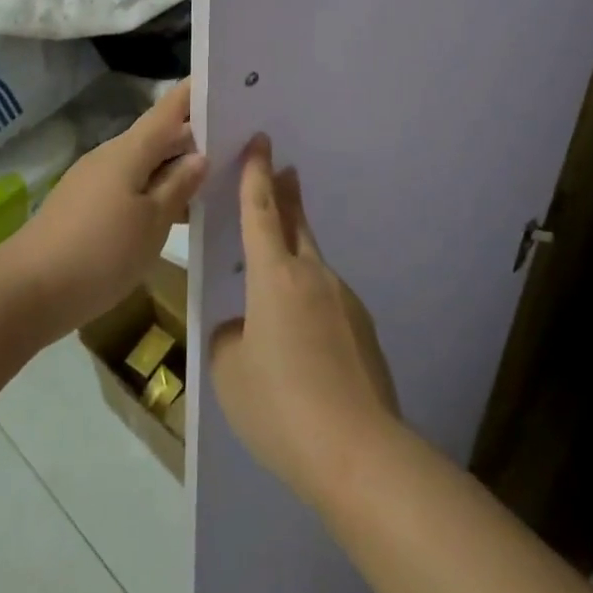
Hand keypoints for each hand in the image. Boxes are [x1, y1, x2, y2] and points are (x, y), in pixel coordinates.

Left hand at [5, 79, 206, 337]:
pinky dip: (155, 190)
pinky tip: (174, 213)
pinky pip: (129, 185)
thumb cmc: (99, 253)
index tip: (225, 81)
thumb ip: (178, 186)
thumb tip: (200, 155)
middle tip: (236, 142)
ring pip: (145, 164)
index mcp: (130, 150)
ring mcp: (94, 179)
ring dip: (175, 169)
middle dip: (195, 137)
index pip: (169, 108)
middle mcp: (111, 155)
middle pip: (159, 136)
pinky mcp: (84, 205)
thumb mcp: (152, 223)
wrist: (25, 292)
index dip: (195, 93)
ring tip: (215, 181)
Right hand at [209, 136, 399, 508]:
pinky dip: (310, 302)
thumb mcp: (230, 373)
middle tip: (283, 171)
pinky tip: (303, 343)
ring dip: (295, 255)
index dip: (256, 174)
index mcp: (274, 276)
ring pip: (312, 264)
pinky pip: (327, 301)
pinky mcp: (363, 329)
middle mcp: (313, 275)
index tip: (262, 141)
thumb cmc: (280, 405)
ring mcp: (344, 300)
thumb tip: (246, 329)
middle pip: (296, 224)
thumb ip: (231, 339)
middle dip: (286, 195)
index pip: (260, 211)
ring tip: (275, 282)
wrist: (357, 451)